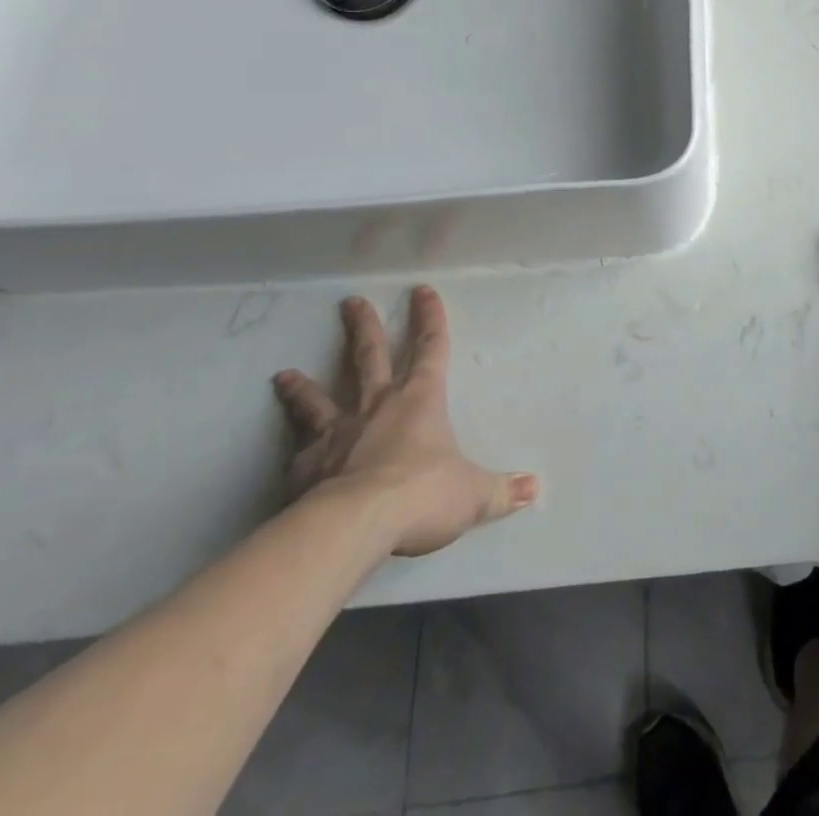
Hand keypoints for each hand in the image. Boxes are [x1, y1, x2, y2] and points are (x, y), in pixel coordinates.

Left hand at [273, 286, 537, 556]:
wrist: (354, 526)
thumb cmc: (422, 495)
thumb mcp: (473, 494)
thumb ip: (502, 491)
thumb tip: (535, 488)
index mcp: (421, 400)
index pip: (431, 348)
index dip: (430, 319)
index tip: (422, 291)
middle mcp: (377, 406)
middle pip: (369, 357)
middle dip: (364, 328)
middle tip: (351, 302)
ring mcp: (336, 435)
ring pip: (319, 400)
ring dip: (304, 387)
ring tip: (283, 374)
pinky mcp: (305, 468)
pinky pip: (297, 452)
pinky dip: (293, 448)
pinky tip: (287, 451)